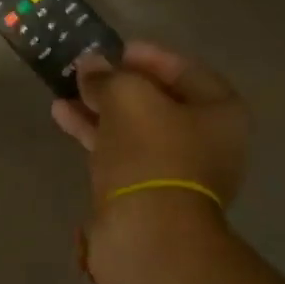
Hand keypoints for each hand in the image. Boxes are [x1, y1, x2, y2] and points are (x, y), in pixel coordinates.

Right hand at [52, 43, 247, 260]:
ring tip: (66, 90)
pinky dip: (96, 134)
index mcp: (220, 113)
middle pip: (159, 101)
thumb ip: (108, 76)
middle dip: (119, 83)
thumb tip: (90, 65)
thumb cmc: (151, 153)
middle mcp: (206, 141)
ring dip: (101, 108)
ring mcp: (176, 171)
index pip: (186, 70)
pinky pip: (121, 153)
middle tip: (88, 69)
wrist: (147, 235)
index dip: (150, 55)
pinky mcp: (147, 194)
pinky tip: (64, 117)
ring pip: (134, 128)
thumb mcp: (127, 98)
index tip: (117, 48)